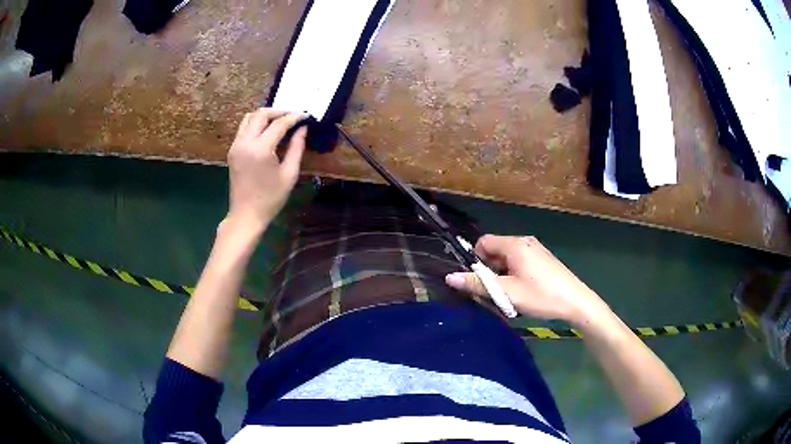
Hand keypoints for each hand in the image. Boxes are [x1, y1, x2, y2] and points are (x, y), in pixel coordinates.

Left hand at [226, 108, 307, 232]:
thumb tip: (302, 129)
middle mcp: (245, 142)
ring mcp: (236, 145)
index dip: (294, 117)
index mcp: (260, 149)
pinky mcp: (232, 150)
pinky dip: (256, 123)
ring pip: (249, 117)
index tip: (306, 116)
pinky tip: (267, 130)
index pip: (279, 124)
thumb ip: (296, 148)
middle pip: (261, 114)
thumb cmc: (271, 199)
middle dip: (279, 111)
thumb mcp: (289, 174)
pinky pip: (243, 128)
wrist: (246, 215)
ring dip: (265, 115)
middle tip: (293, 116)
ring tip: (280, 120)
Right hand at [445, 235, 610, 326]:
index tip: (480, 281)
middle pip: (495, 250)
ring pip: (507, 258)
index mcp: (514, 244)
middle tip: (496, 292)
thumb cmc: (540, 295)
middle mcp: (524, 241)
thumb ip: (477, 284)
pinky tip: (524, 292)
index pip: (483, 242)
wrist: (576, 302)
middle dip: (490, 270)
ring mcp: (536, 249)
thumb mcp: (506, 293)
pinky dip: (514, 274)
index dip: (476, 260)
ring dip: (502, 275)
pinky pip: (520, 262)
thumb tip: (449, 277)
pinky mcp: (543, 259)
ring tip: (510, 295)